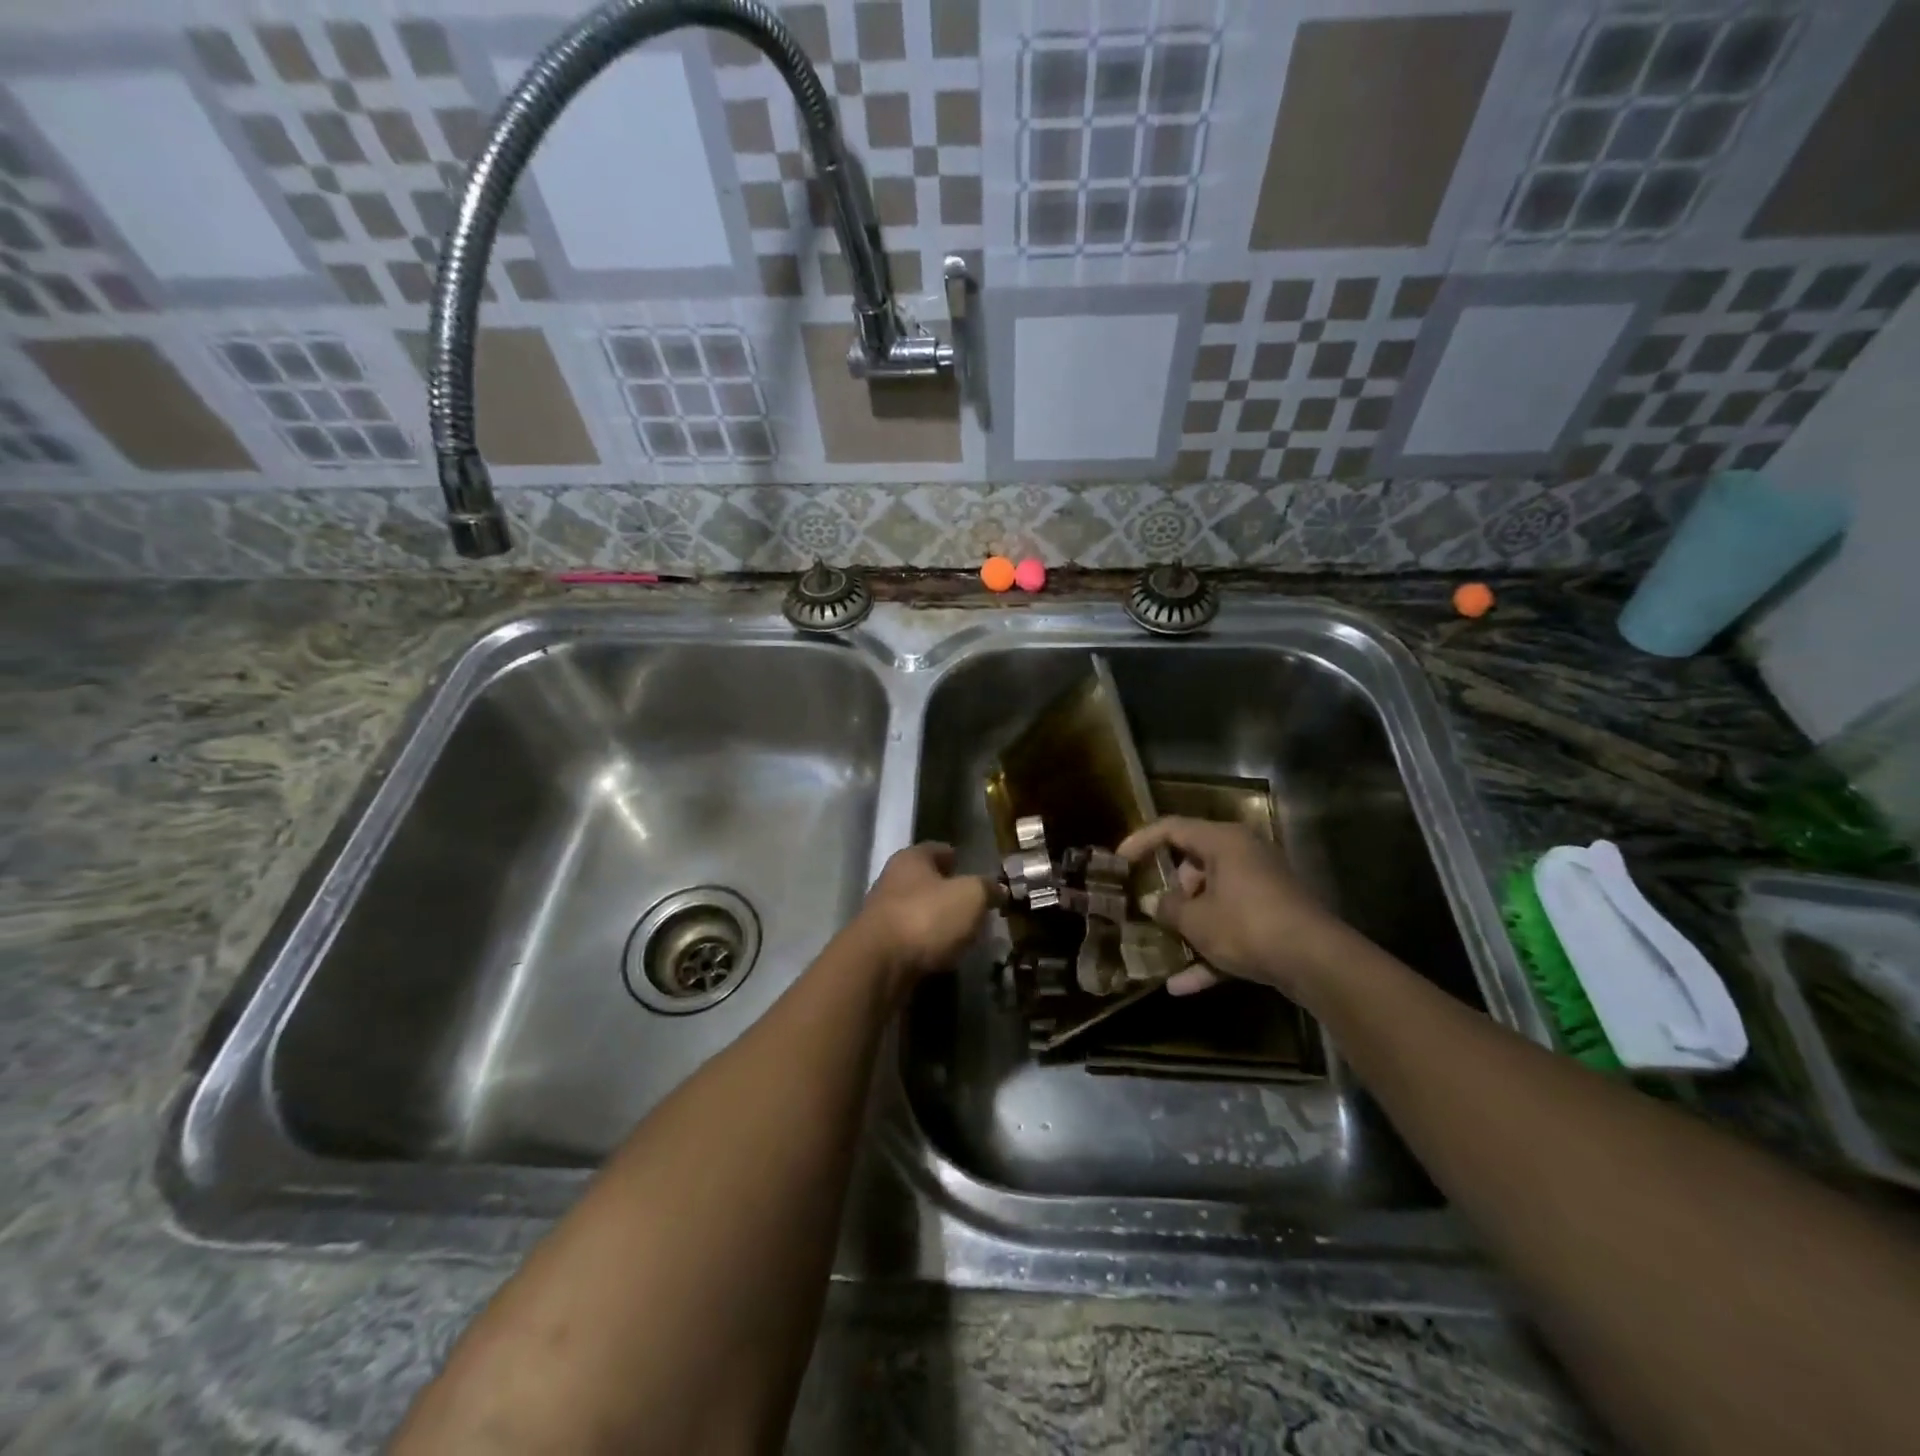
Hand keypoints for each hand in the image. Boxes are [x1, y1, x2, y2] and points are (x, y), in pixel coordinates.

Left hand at [853, 843, 993, 987]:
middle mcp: (892, 880)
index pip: (938, 849)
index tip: (972, 867)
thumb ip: (986, 888)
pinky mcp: (881, 946)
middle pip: (926, 881)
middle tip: (975, 903)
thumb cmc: (926, 917)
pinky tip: (945, 953)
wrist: (878, 965)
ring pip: (919, 910)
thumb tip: (998, 888)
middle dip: (948, 890)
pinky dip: (928, 943)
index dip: (956, 856)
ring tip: (965, 931)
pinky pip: (912, 939)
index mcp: (912, 858)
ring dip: (938, 919)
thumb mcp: (970, 896)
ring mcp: (883, 914)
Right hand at [1117, 817, 1351, 1000]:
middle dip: (1171, 892)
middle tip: (1151, 911)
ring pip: (1214, 899)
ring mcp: (1262, 888)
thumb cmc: (1247, 926)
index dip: (1141, 841)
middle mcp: (1244, 856)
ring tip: (1162, 948)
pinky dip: (1211, 949)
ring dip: (1189, 926)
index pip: (1172, 828)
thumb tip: (1155, 904)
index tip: (1119, 862)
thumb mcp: (1196, 920)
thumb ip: (1168, 909)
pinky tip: (1183, 985)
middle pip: (1195, 864)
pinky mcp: (1274, 918)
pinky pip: (1233, 927)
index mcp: (1223, 842)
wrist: (1316, 962)